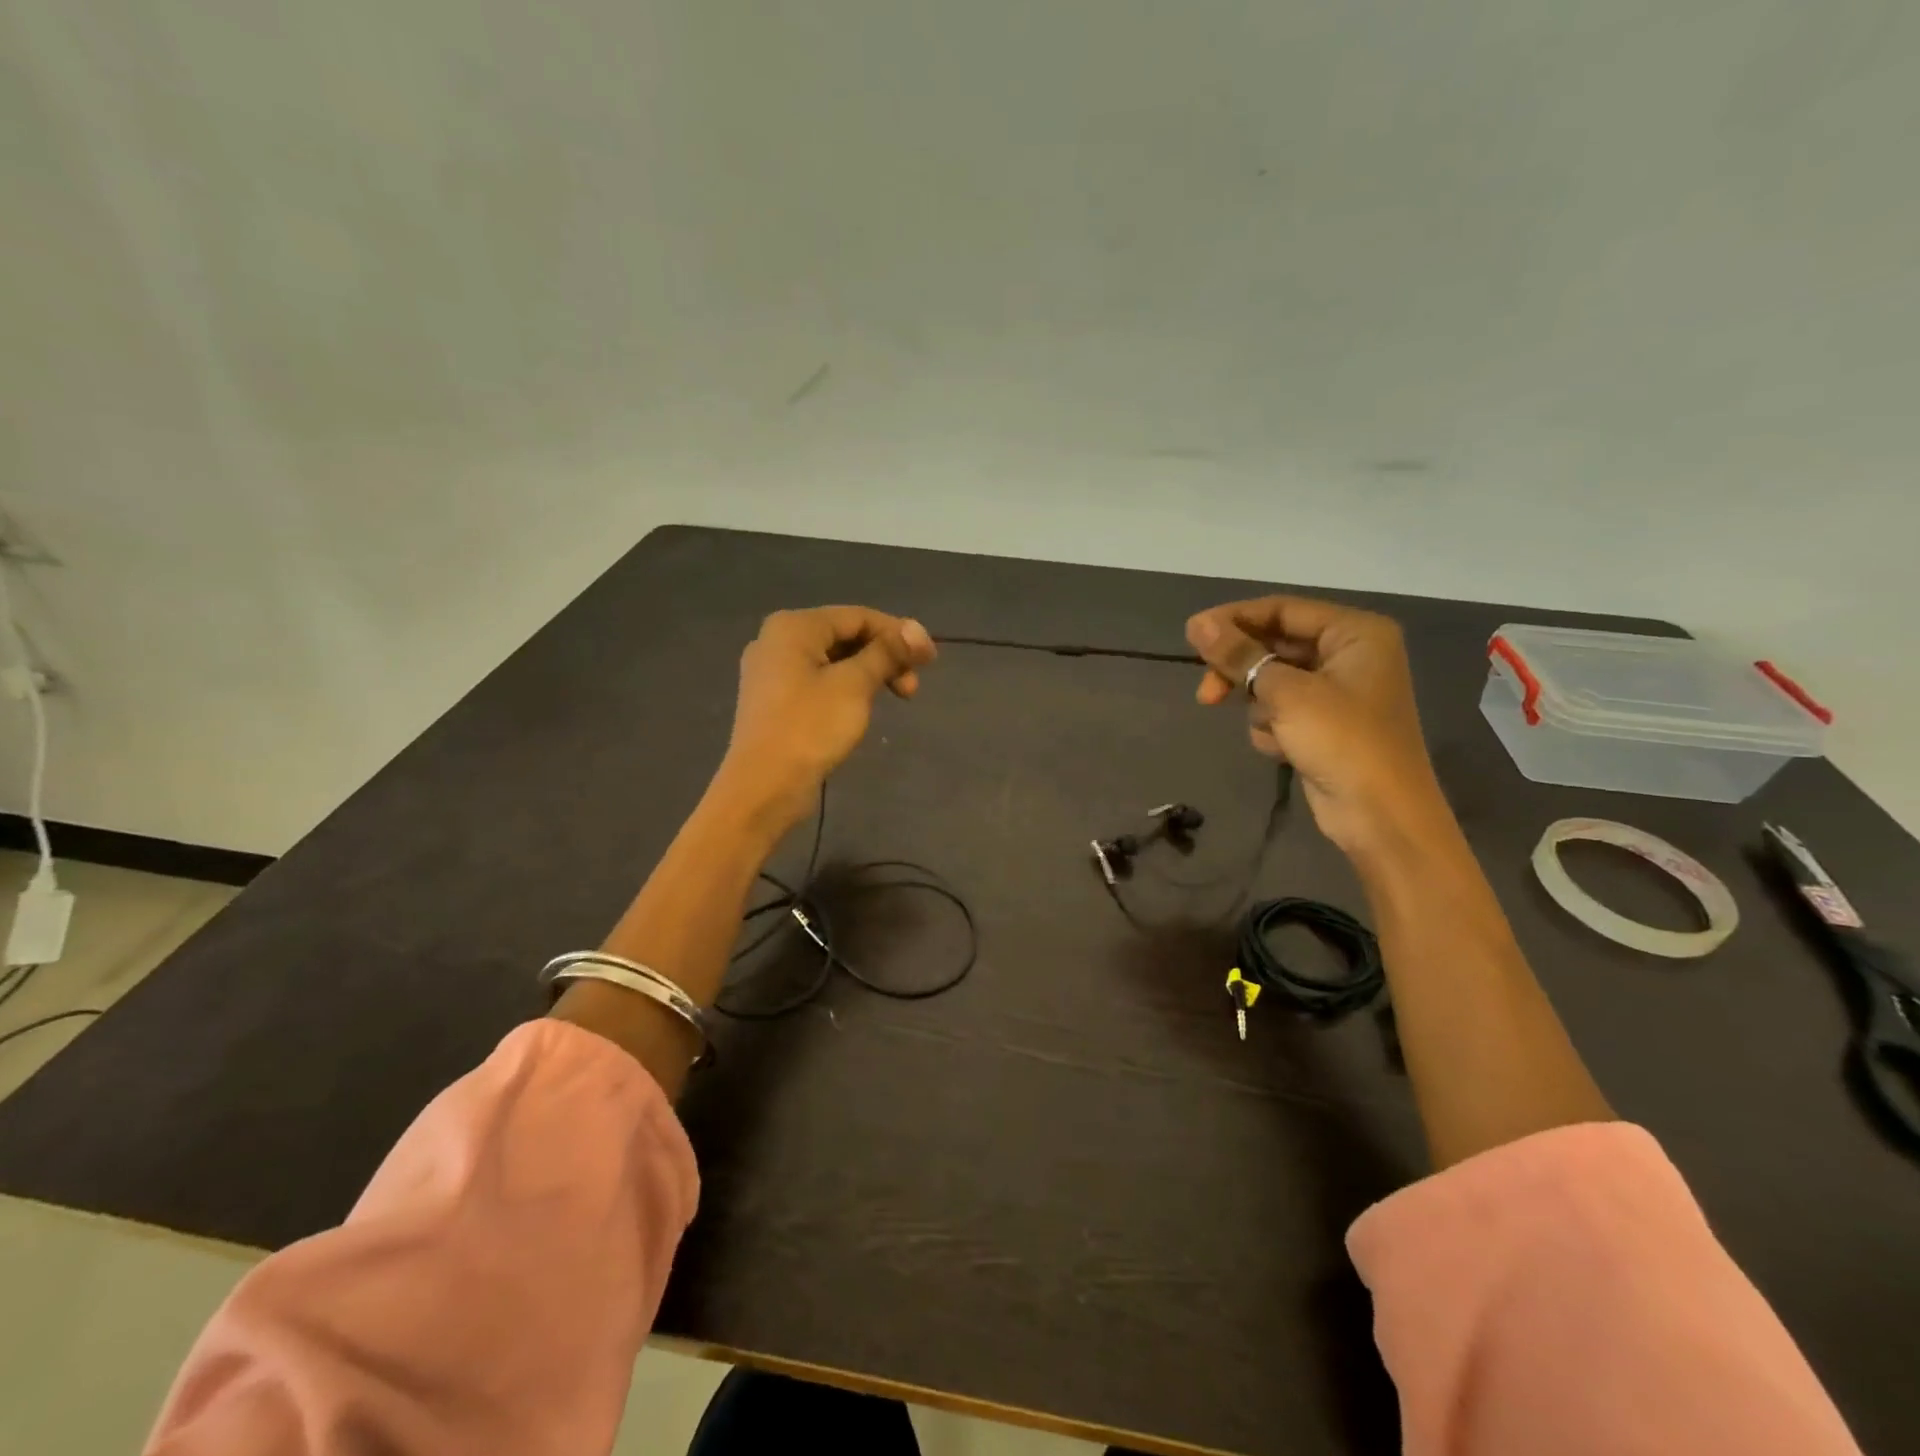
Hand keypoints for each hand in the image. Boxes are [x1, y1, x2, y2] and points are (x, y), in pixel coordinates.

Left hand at [716, 606, 936, 832]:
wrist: (764, 787)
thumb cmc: (810, 727)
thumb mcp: (854, 685)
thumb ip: (887, 653)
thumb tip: (918, 630)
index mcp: (793, 627)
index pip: (858, 617)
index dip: (898, 633)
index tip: (930, 659)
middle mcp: (777, 641)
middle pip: (845, 636)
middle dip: (885, 657)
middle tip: (912, 688)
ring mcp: (773, 672)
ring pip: (834, 661)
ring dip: (870, 674)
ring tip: (896, 699)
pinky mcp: (775, 701)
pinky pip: (820, 682)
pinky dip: (848, 688)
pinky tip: (864, 707)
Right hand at [1186, 595, 1448, 858]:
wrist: (1379, 816)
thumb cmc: (1341, 741)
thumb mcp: (1285, 693)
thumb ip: (1239, 655)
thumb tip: (1196, 623)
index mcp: (1355, 633)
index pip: (1281, 609)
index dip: (1234, 620)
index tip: (1191, 635)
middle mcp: (1349, 654)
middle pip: (1273, 646)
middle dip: (1242, 673)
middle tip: (1206, 694)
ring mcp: (1337, 691)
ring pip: (1271, 680)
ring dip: (1260, 705)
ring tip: (1270, 730)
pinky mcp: (1324, 724)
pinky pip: (1281, 709)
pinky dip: (1273, 726)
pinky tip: (1282, 749)